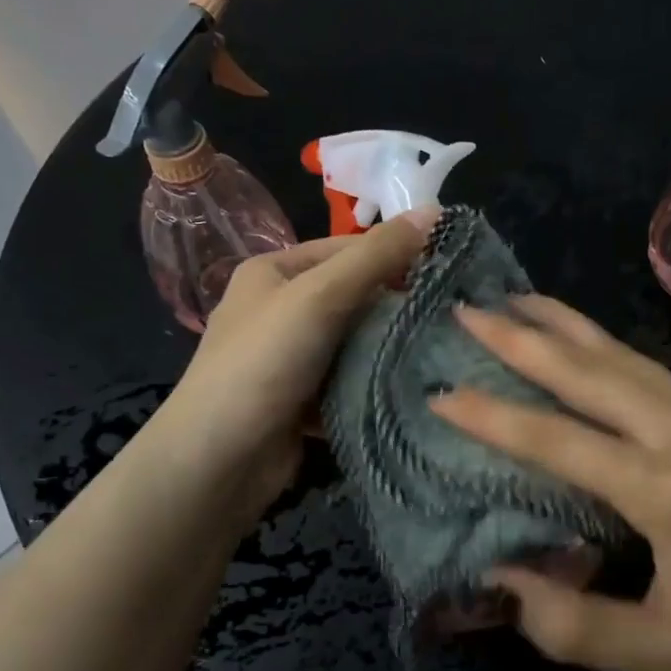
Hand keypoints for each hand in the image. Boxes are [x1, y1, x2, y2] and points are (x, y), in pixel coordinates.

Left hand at [145, 209, 436, 528]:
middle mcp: (279, 309)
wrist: (217, 460)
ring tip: (443, 350)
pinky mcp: (302, 400)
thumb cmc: (263, 362)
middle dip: (397, 306)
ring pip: (355, 341)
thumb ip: (376, 255)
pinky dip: (374, 382)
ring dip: (389, 347)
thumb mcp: (320, 296)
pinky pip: (349, 379)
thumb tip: (436, 211)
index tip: (447, 271)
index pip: (347, 249)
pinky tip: (413, 386)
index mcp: (274, 272)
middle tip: (452, 315)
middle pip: (353, 296)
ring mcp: (290, 358)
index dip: (395, 256)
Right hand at [431, 296, 670, 670]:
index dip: (494, 418)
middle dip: (521, 340)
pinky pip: (648, 368)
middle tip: (467, 312)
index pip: (560, 441)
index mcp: (668, 491)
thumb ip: (573, 626)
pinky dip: (603, 344)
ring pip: (622, 356)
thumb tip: (502, 578)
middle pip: (589, 372)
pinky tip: (581, 338)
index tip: (441, 394)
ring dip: (564, 326)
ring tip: (515, 301)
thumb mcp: (660, 656)